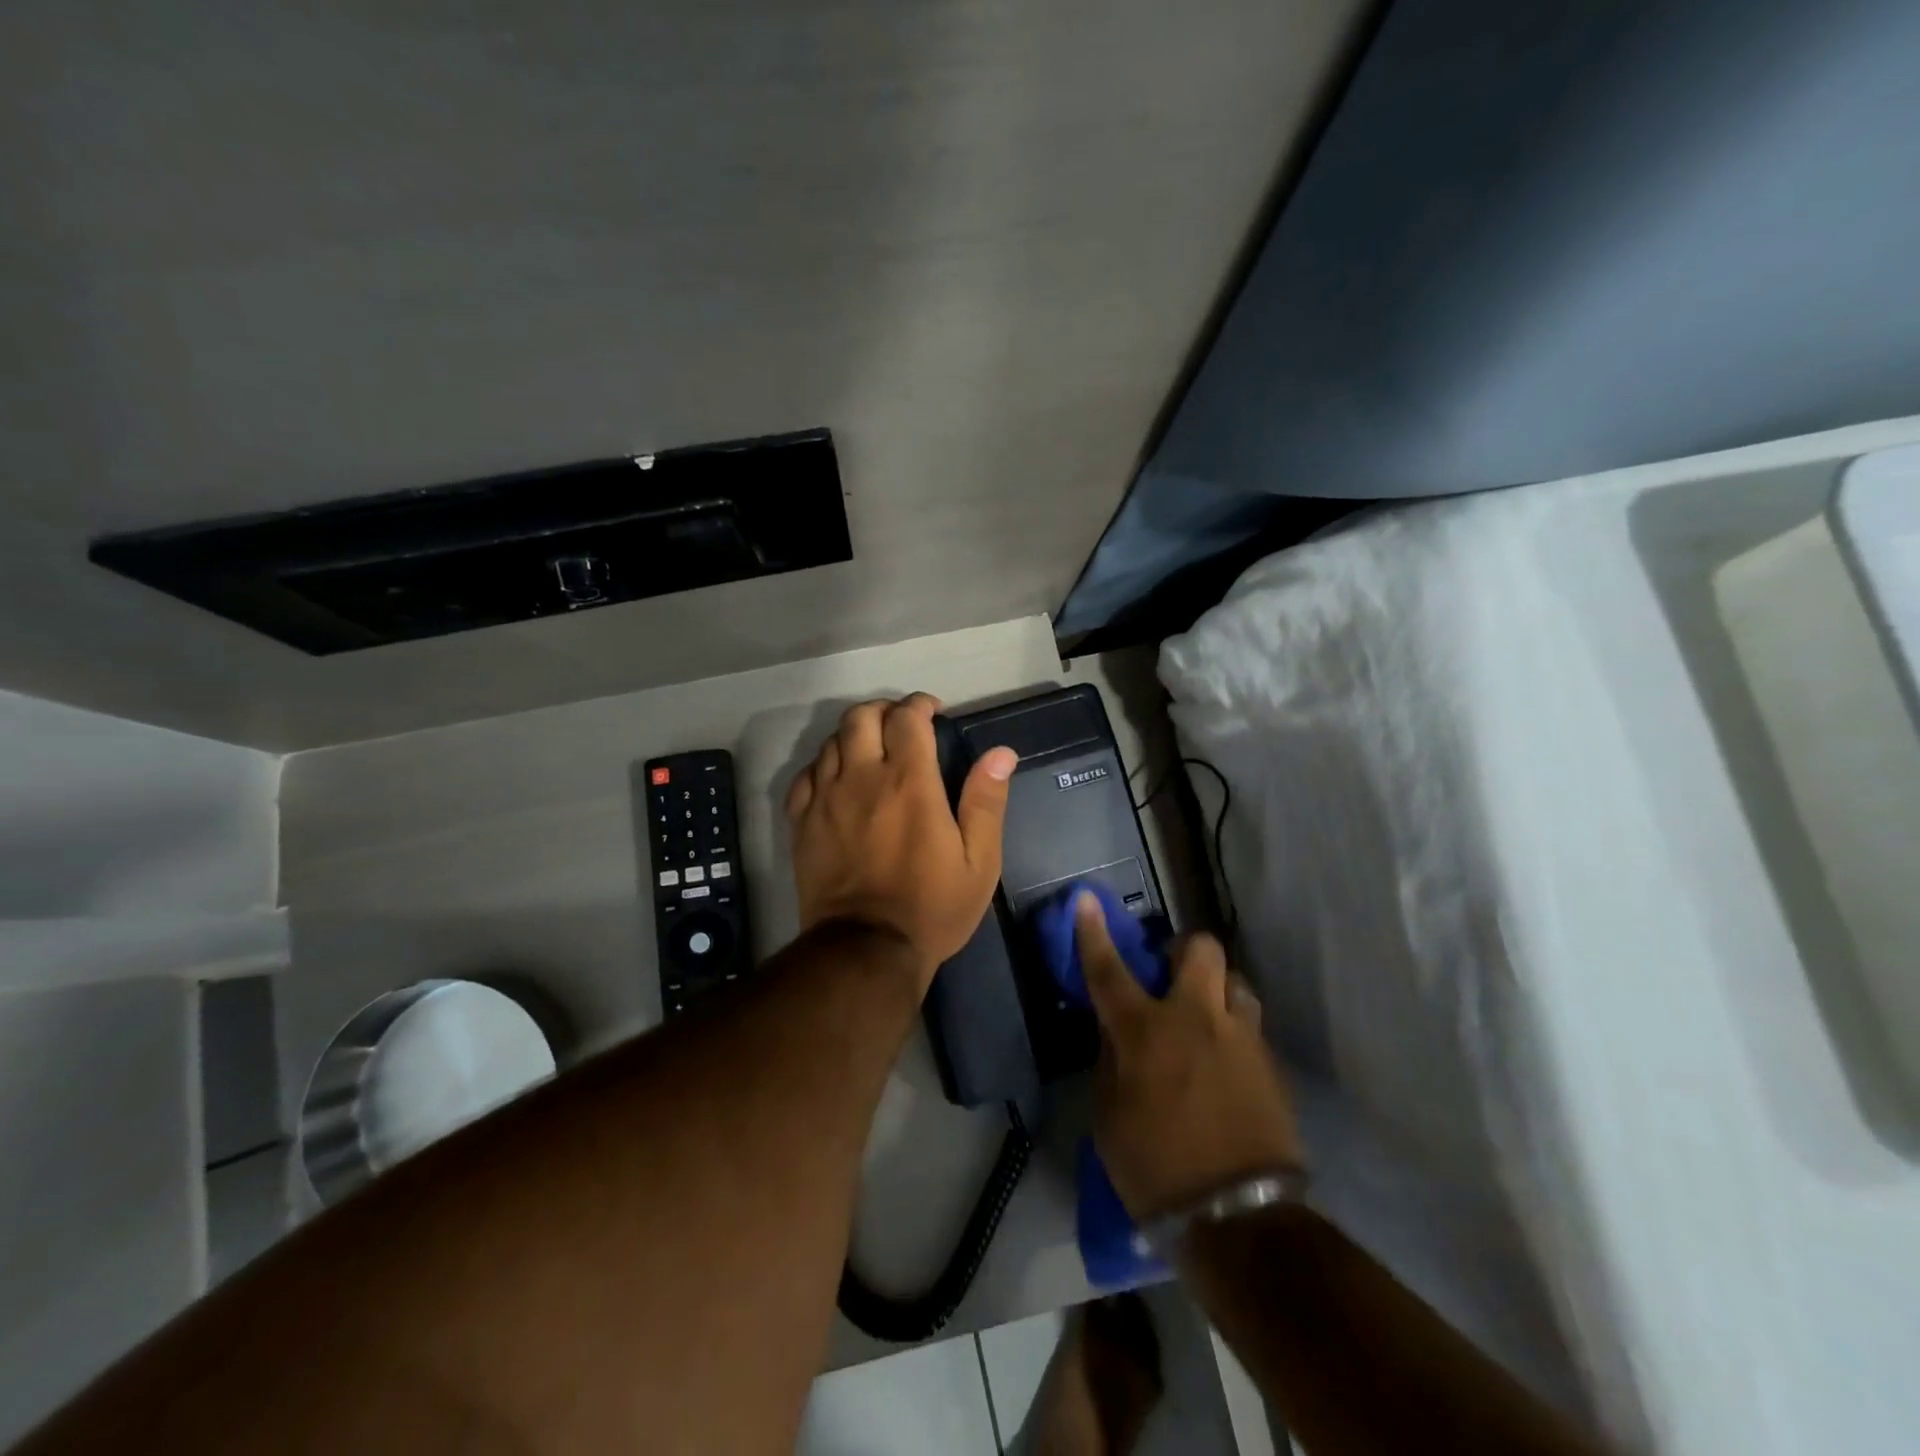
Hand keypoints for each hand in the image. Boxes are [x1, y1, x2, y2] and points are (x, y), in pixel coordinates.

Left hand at [785, 695, 1016, 986]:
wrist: (865, 950)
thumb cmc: (931, 907)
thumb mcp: (979, 862)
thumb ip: (987, 802)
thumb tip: (1001, 753)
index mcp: (909, 782)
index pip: (907, 717)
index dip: (920, 705)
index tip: (933, 712)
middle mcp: (863, 778)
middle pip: (861, 717)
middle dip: (883, 710)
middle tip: (901, 725)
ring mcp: (826, 799)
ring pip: (830, 741)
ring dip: (854, 735)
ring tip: (872, 751)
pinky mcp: (802, 823)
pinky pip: (805, 775)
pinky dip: (823, 766)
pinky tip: (837, 779)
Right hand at [1077, 895, 1303, 1218]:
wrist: (1237, 1220)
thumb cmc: (1155, 1168)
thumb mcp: (1109, 1116)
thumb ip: (1111, 1061)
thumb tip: (1116, 1033)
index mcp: (1145, 1032)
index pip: (1110, 970)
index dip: (1094, 932)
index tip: (1087, 899)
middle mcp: (1196, 1019)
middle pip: (1200, 950)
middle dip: (1184, 952)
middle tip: (1171, 977)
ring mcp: (1241, 1038)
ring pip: (1236, 982)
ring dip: (1217, 992)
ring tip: (1207, 1022)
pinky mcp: (1271, 1065)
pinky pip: (1251, 1026)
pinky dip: (1234, 1032)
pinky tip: (1227, 1065)